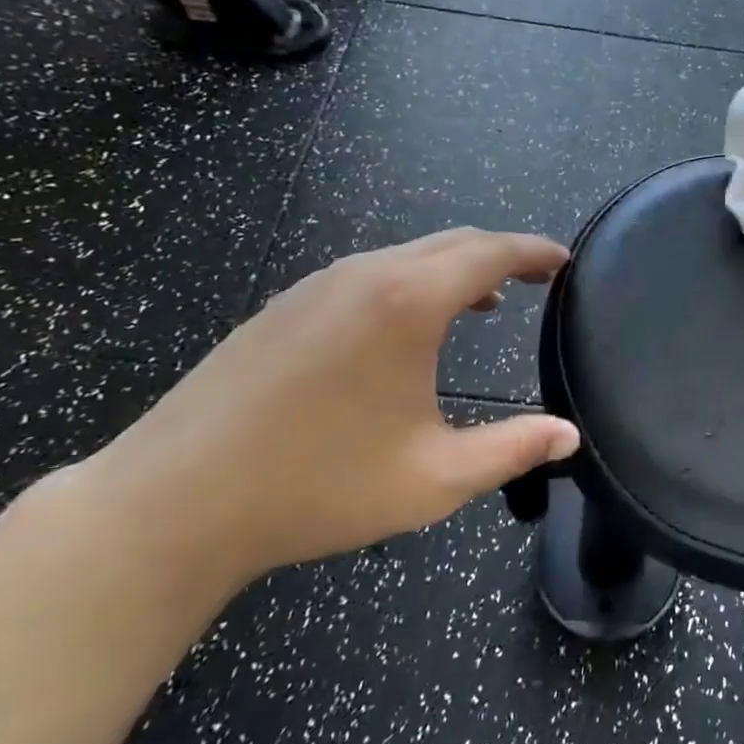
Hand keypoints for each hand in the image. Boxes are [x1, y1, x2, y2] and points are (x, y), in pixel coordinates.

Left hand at [69, 229, 580, 588]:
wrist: (175, 500)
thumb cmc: (318, 486)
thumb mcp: (434, 478)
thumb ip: (512, 450)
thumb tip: (568, 436)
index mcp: (410, 301)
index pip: (492, 252)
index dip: (534, 251)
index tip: (563, 260)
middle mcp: (367, 273)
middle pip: (452, 242)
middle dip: (500, 253)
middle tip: (534, 278)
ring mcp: (318, 284)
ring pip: (407, 255)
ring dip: (453, 269)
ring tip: (482, 303)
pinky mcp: (285, 304)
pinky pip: (368, 273)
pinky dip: (409, 282)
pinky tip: (406, 326)